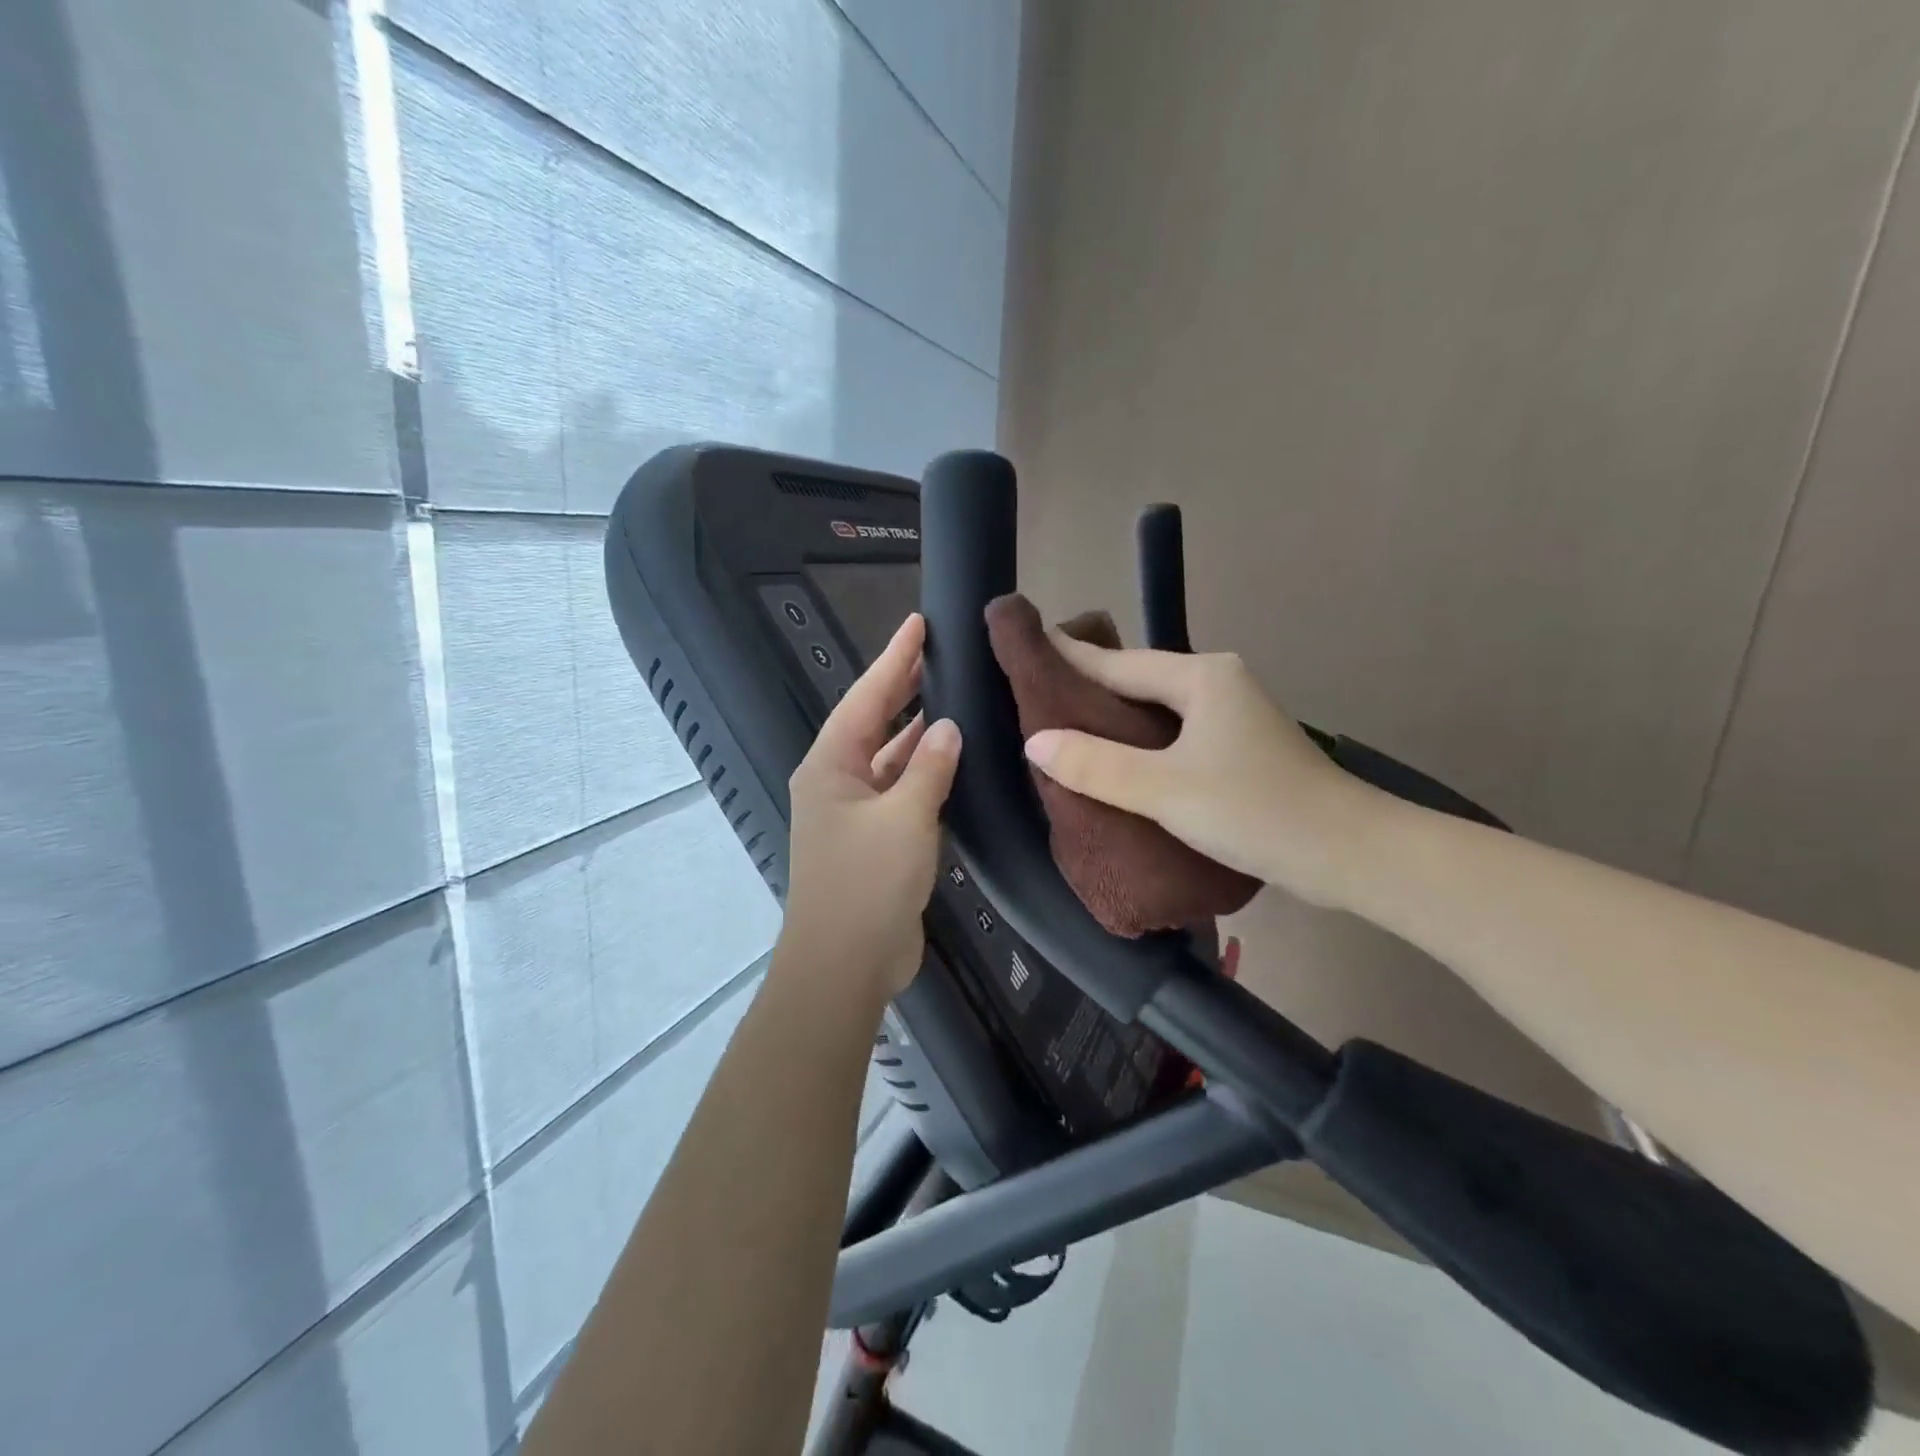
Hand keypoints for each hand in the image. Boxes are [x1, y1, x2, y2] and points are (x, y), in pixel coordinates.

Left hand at [780, 614, 961, 999]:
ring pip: (887, 759)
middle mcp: (836, 782)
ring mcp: (853, 814)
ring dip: (914, 732)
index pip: (866, 699)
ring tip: (949, 696)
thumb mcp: (904, 818)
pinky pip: (899, 792)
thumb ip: (929, 768)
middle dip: (901, 688)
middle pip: (872, 723)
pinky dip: (922, 773)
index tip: (918, 624)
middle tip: (937, 652)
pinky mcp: (873, 842)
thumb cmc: (867, 883)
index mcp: (830, 767)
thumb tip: (947, 727)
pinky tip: (950, 759)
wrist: (845, 965)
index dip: (893, 660)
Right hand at [1022, 640, 1384, 908]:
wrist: (1350, 854)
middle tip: (1035, 692)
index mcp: (1201, 676)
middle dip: (1089, 686)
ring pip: (1157, 708)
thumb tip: (1036, 741)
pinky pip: (1174, 733)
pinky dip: (1141, 740)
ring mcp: (1232, 715)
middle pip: (1138, 680)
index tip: (1027, 645)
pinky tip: (1117, 758)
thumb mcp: (1165, 789)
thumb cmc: (1255, 810)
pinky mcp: (1239, 748)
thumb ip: (1096, 765)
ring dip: (1115, 716)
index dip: (1070, 656)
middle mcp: (1217, 683)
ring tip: (1065, 726)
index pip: (1118, 662)